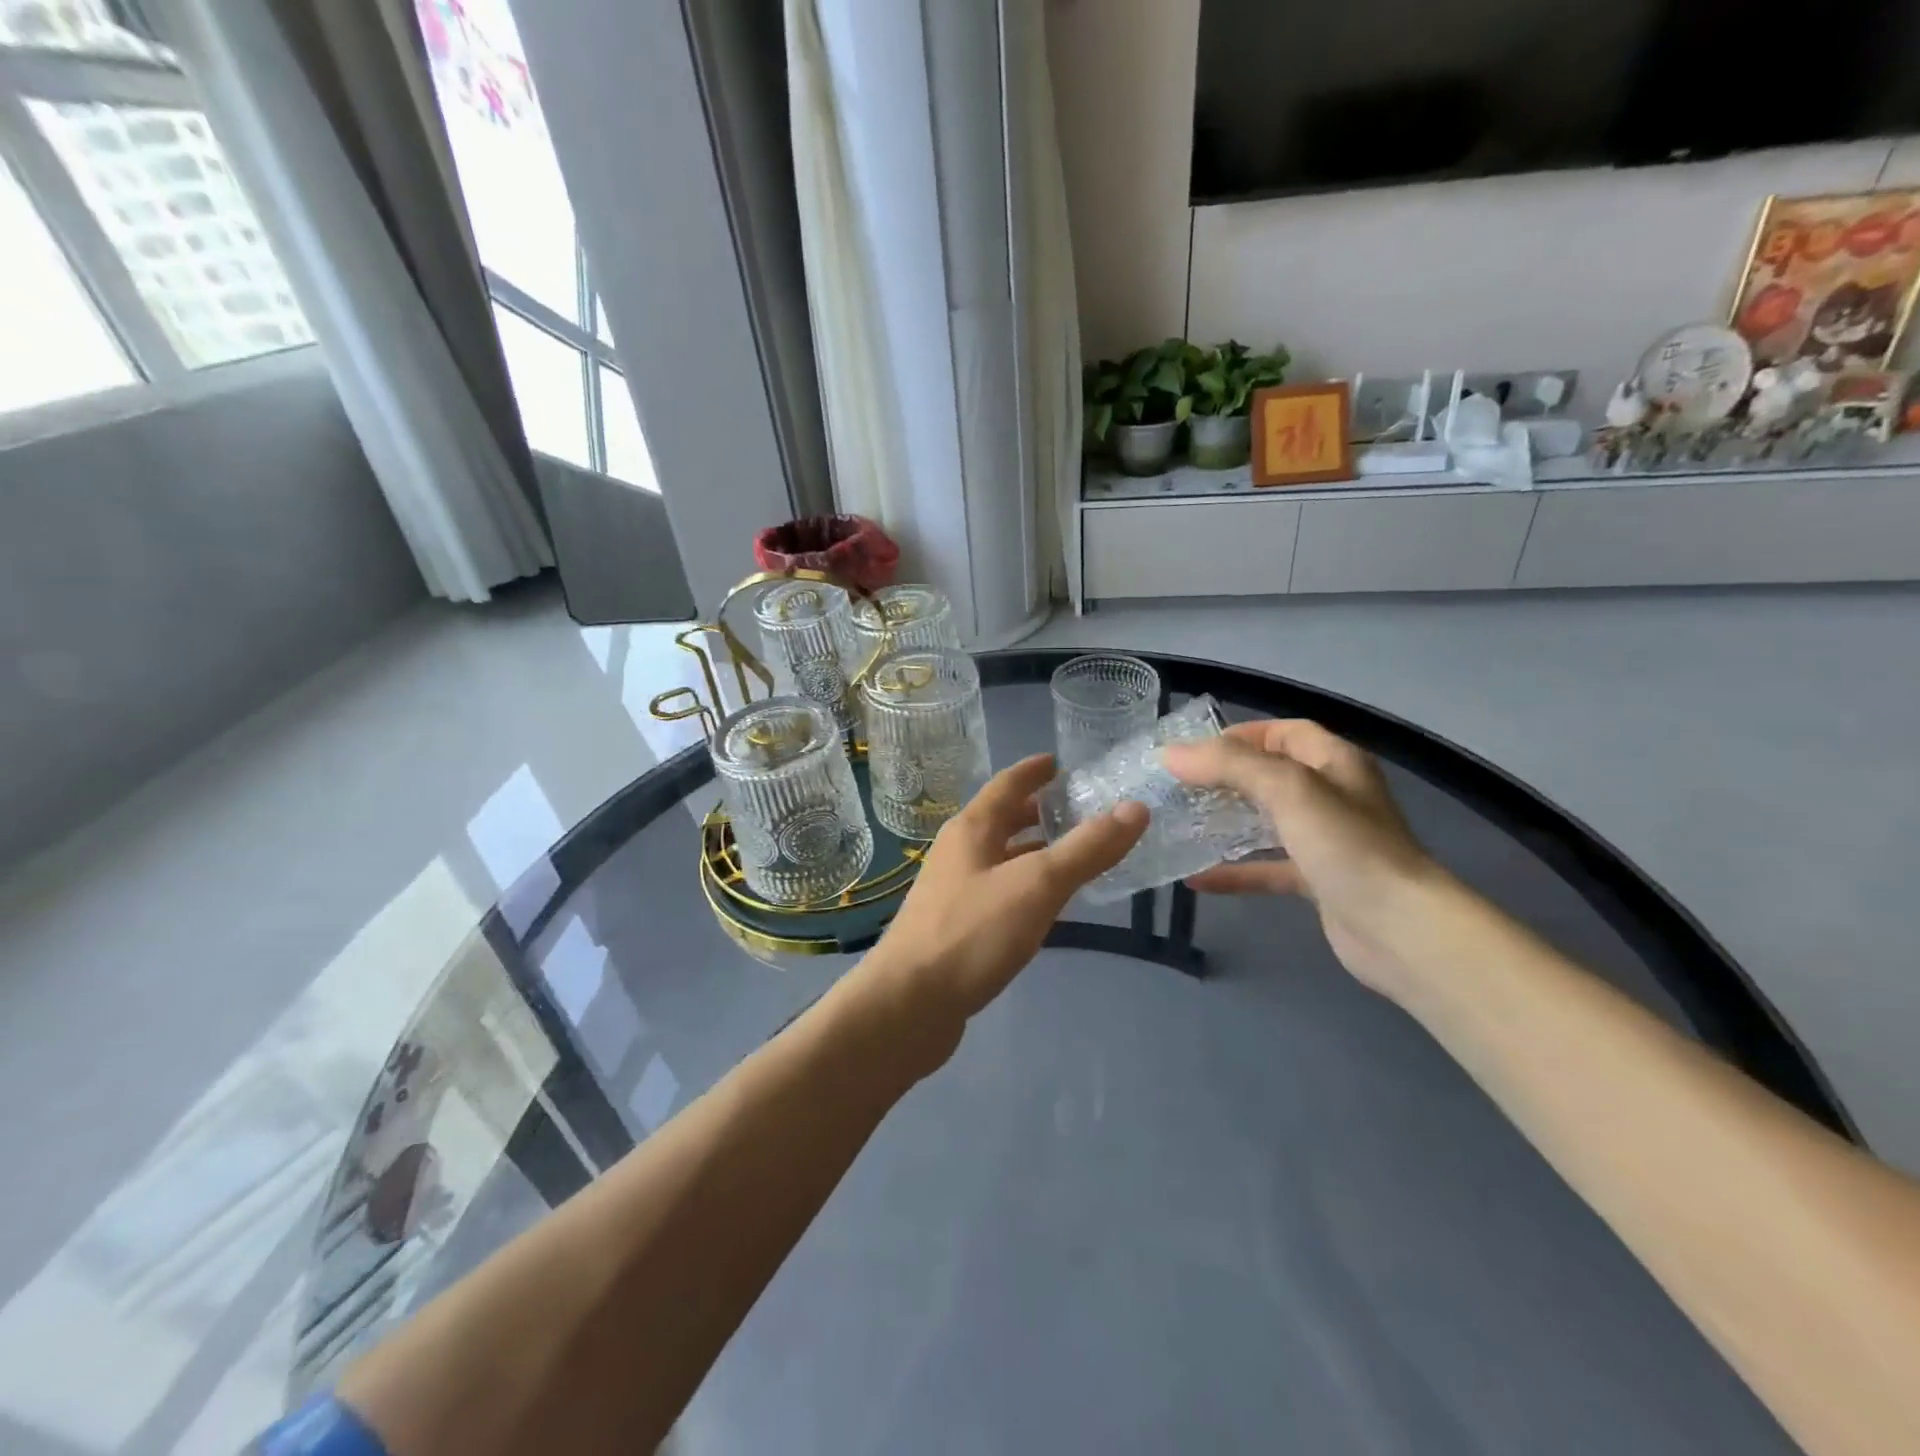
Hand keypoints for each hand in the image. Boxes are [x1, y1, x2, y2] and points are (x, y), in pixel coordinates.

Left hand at [859, 754, 1146, 1040]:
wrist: (908, 1004)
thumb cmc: (971, 933)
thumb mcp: (1037, 885)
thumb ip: (1086, 848)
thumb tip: (1135, 808)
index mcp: (972, 829)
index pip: (1007, 784)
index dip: (1034, 770)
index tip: (1061, 761)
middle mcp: (960, 852)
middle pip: (1003, 820)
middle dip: (1039, 812)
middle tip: (1082, 809)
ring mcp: (955, 891)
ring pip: (1002, 858)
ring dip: (1036, 851)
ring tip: (1076, 853)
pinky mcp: (957, 927)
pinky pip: (1000, 892)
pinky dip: (1027, 886)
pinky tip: (1049, 904)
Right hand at [1163, 720, 1438, 997]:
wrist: (1400, 929)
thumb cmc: (1347, 846)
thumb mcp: (1287, 789)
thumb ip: (1229, 765)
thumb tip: (1171, 754)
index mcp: (1335, 762)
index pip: (1285, 732)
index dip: (1242, 735)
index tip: (1194, 752)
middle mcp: (1332, 796)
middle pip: (1272, 775)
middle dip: (1226, 778)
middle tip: (1178, 788)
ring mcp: (1326, 841)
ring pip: (1268, 822)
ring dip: (1228, 822)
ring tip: (1182, 825)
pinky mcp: (1319, 882)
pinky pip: (1268, 868)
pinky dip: (1236, 871)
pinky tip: (1197, 879)